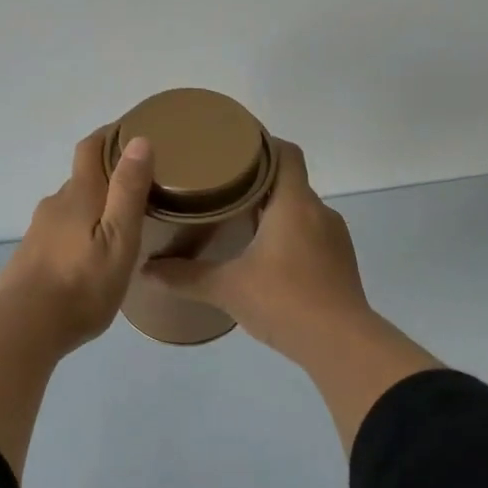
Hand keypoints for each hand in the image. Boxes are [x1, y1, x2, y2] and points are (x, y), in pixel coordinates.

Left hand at [0, 127, 153, 354]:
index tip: (132, 131)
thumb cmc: (81, 284)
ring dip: (94, 206)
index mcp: (79, 194)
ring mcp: (40, 230)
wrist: (23, 326)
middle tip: (140, 186)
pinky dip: (80, 230)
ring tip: (121, 222)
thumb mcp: (118, 239)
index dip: (110, 135)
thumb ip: (128, 191)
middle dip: (108, 175)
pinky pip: (62, 231)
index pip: (90, 148)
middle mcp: (55, 204)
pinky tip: (92, 253)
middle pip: (82, 178)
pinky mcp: (32, 255)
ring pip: (72, 206)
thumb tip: (139, 140)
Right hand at [144, 141, 372, 362]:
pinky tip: (266, 256)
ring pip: (301, 210)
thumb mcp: (227, 288)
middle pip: (289, 180)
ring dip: (274, 210)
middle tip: (220, 187)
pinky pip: (311, 234)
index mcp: (294, 203)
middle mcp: (319, 212)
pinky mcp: (340, 263)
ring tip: (239, 221)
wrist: (341, 345)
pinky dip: (289, 235)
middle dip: (257, 181)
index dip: (261, 143)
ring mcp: (335, 238)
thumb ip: (185, 277)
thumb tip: (145, 270)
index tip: (232, 147)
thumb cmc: (284, 301)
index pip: (285, 153)